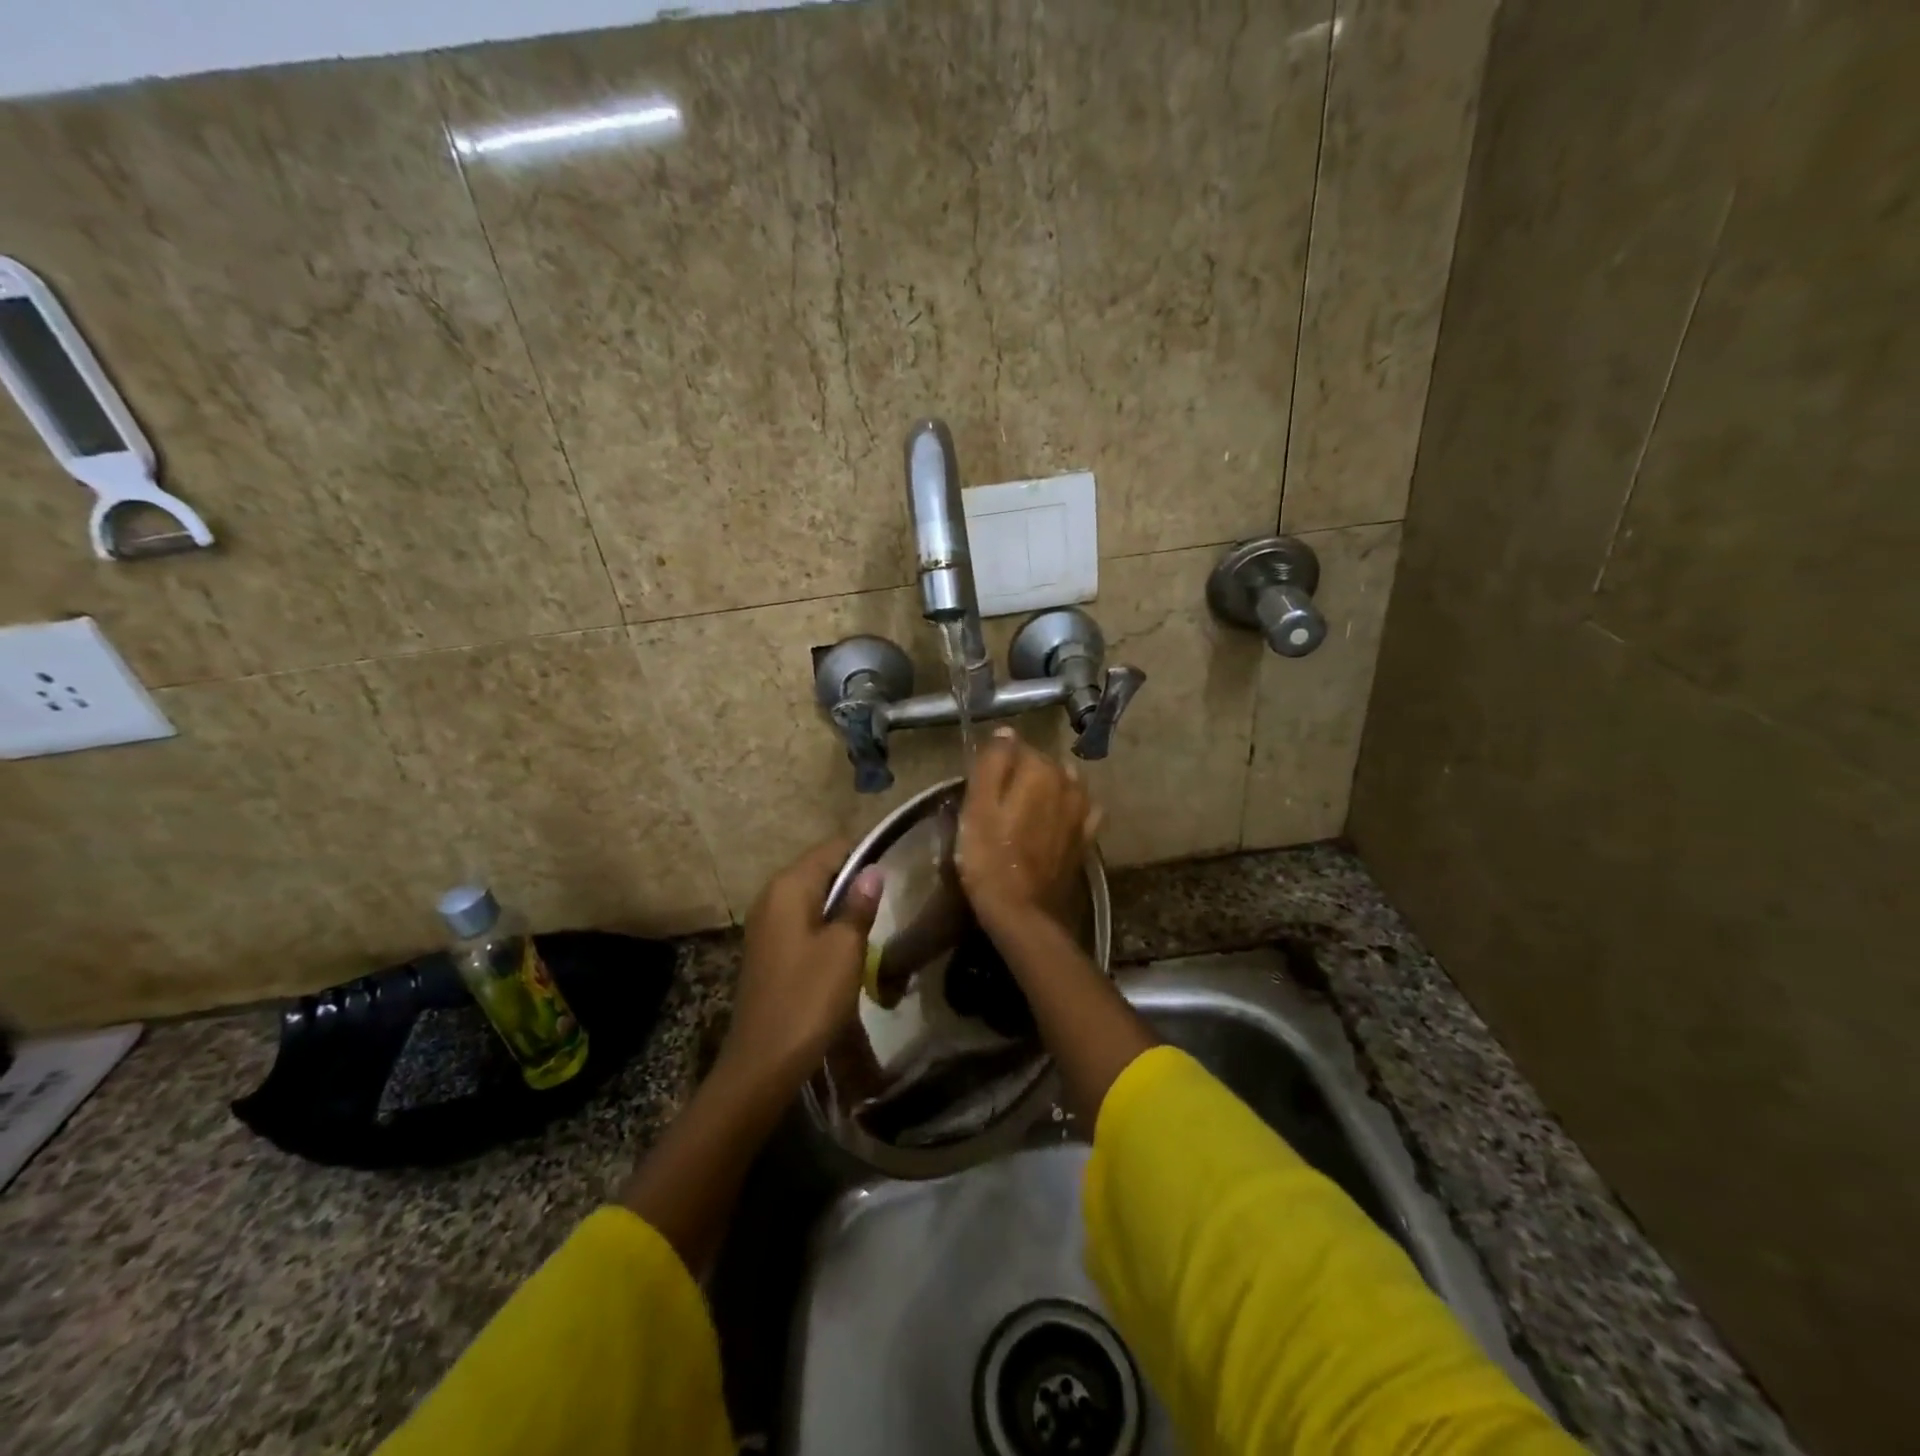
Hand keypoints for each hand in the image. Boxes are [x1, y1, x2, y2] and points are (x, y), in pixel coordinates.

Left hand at [721, 839, 884, 1094]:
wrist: (763, 1062)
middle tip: (890, 898)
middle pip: (820, 870)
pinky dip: (824, 925)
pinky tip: (846, 947)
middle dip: (853, 880)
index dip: (864, 854)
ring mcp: (765, 924)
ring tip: (873, 922)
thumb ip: (859, 905)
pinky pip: (801, 921)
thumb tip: (873, 870)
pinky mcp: (767, 949)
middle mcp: (771, 896)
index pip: (832, 848)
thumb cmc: (809, 998)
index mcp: (789, 887)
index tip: (896, 869)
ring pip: (812, 897)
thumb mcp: (845, 949)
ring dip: (841, 906)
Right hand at [957, 728, 1100, 929]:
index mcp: (1039, 770)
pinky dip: (1067, 810)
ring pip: (1062, 784)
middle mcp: (1068, 782)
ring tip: (1024, 813)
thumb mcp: (976, 808)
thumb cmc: (989, 859)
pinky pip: (1080, 810)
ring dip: (1046, 790)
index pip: (1015, 747)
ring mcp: (1083, 810)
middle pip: (1040, 764)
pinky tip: (1054, 822)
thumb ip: (991, 763)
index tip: (981, 787)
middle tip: (997, 804)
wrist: (1023, 913)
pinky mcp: (1087, 837)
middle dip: (1021, 775)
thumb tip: (1006, 732)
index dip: (995, 764)